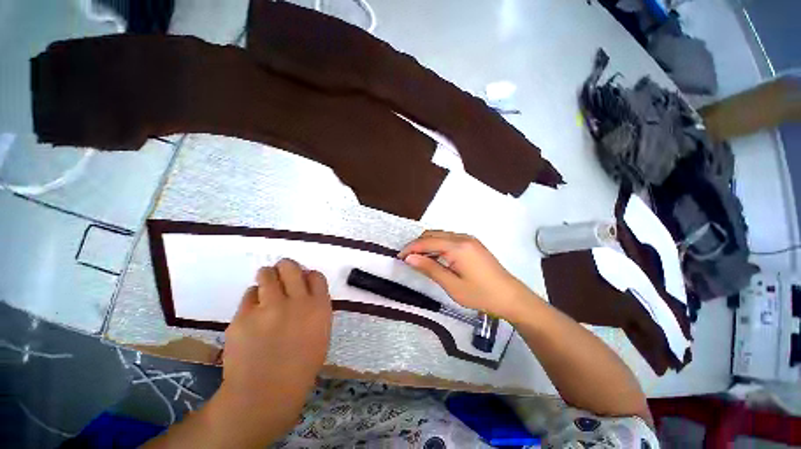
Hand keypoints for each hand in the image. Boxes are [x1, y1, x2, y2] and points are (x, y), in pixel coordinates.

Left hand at [220, 259, 331, 424]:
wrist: (266, 392)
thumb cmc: (300, 366)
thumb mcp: (320, 333)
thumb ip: (316, 309)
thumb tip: (305, 293)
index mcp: (319, 307)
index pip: (315, 276)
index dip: (307, 275)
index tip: (302, 280)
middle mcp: (297, 301)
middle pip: (291, 268)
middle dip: (286, 267)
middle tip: (282, 272)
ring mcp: (269, 307)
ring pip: (267, 275)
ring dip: (267, 276)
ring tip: (266, 283)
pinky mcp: (244, 316)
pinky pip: (249, 295)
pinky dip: (253, 298)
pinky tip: (253, 310)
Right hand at [398, 231, 537, 320]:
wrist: (511, 297)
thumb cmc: (480, 294)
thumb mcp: (452, 285)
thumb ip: (429, 268)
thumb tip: (409, 258)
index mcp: (457, 246)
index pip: (427, 242)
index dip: (411, 248)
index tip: (399, 256)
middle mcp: (462, 237)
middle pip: (433, 234)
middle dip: (417, 244)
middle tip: (407, 258)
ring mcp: (469, 239)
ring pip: (441, 235)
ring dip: (427, 244)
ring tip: (418, 258)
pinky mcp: (473, 243)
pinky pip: (449, 239)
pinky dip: (438, 245)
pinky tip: (435, 256)